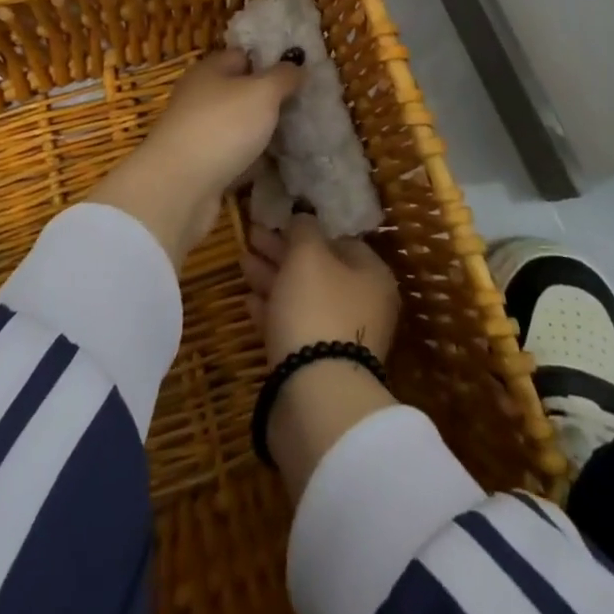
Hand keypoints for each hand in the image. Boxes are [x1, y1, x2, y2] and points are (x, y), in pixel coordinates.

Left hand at [85, 48, 302, 266]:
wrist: (178, 189)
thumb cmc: (222, 126)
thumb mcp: (262, 92)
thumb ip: (283, 76)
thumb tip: (297, 66)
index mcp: (209, 71)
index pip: (242, 56)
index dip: (270, 61)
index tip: (300, 73)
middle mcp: (200, 98)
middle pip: (241, 93)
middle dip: (270, 100)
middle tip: (304, 107)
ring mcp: (199, 134)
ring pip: (239, 127)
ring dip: (263, 133)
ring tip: (298, 136)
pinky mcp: (201, 168)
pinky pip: (235, 158)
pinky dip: (253, 162)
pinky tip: (278, 166)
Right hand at [242, 214, 401, 498]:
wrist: (316, 396)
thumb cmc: (317, 308)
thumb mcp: (308, 254)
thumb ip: (304, 228)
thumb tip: (303, 217)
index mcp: (371, 274)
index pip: (339, 239)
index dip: (306, 227)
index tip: (277, 220)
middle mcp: (363, 304)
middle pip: (318, 268)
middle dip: (283, 252)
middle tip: (251, 236)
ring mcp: (341, 337)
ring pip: (302, 297)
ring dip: (272, 278)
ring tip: (242, 262)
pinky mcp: (317, 365)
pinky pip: (293, 326)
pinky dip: (272, 310)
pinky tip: (248, 301)